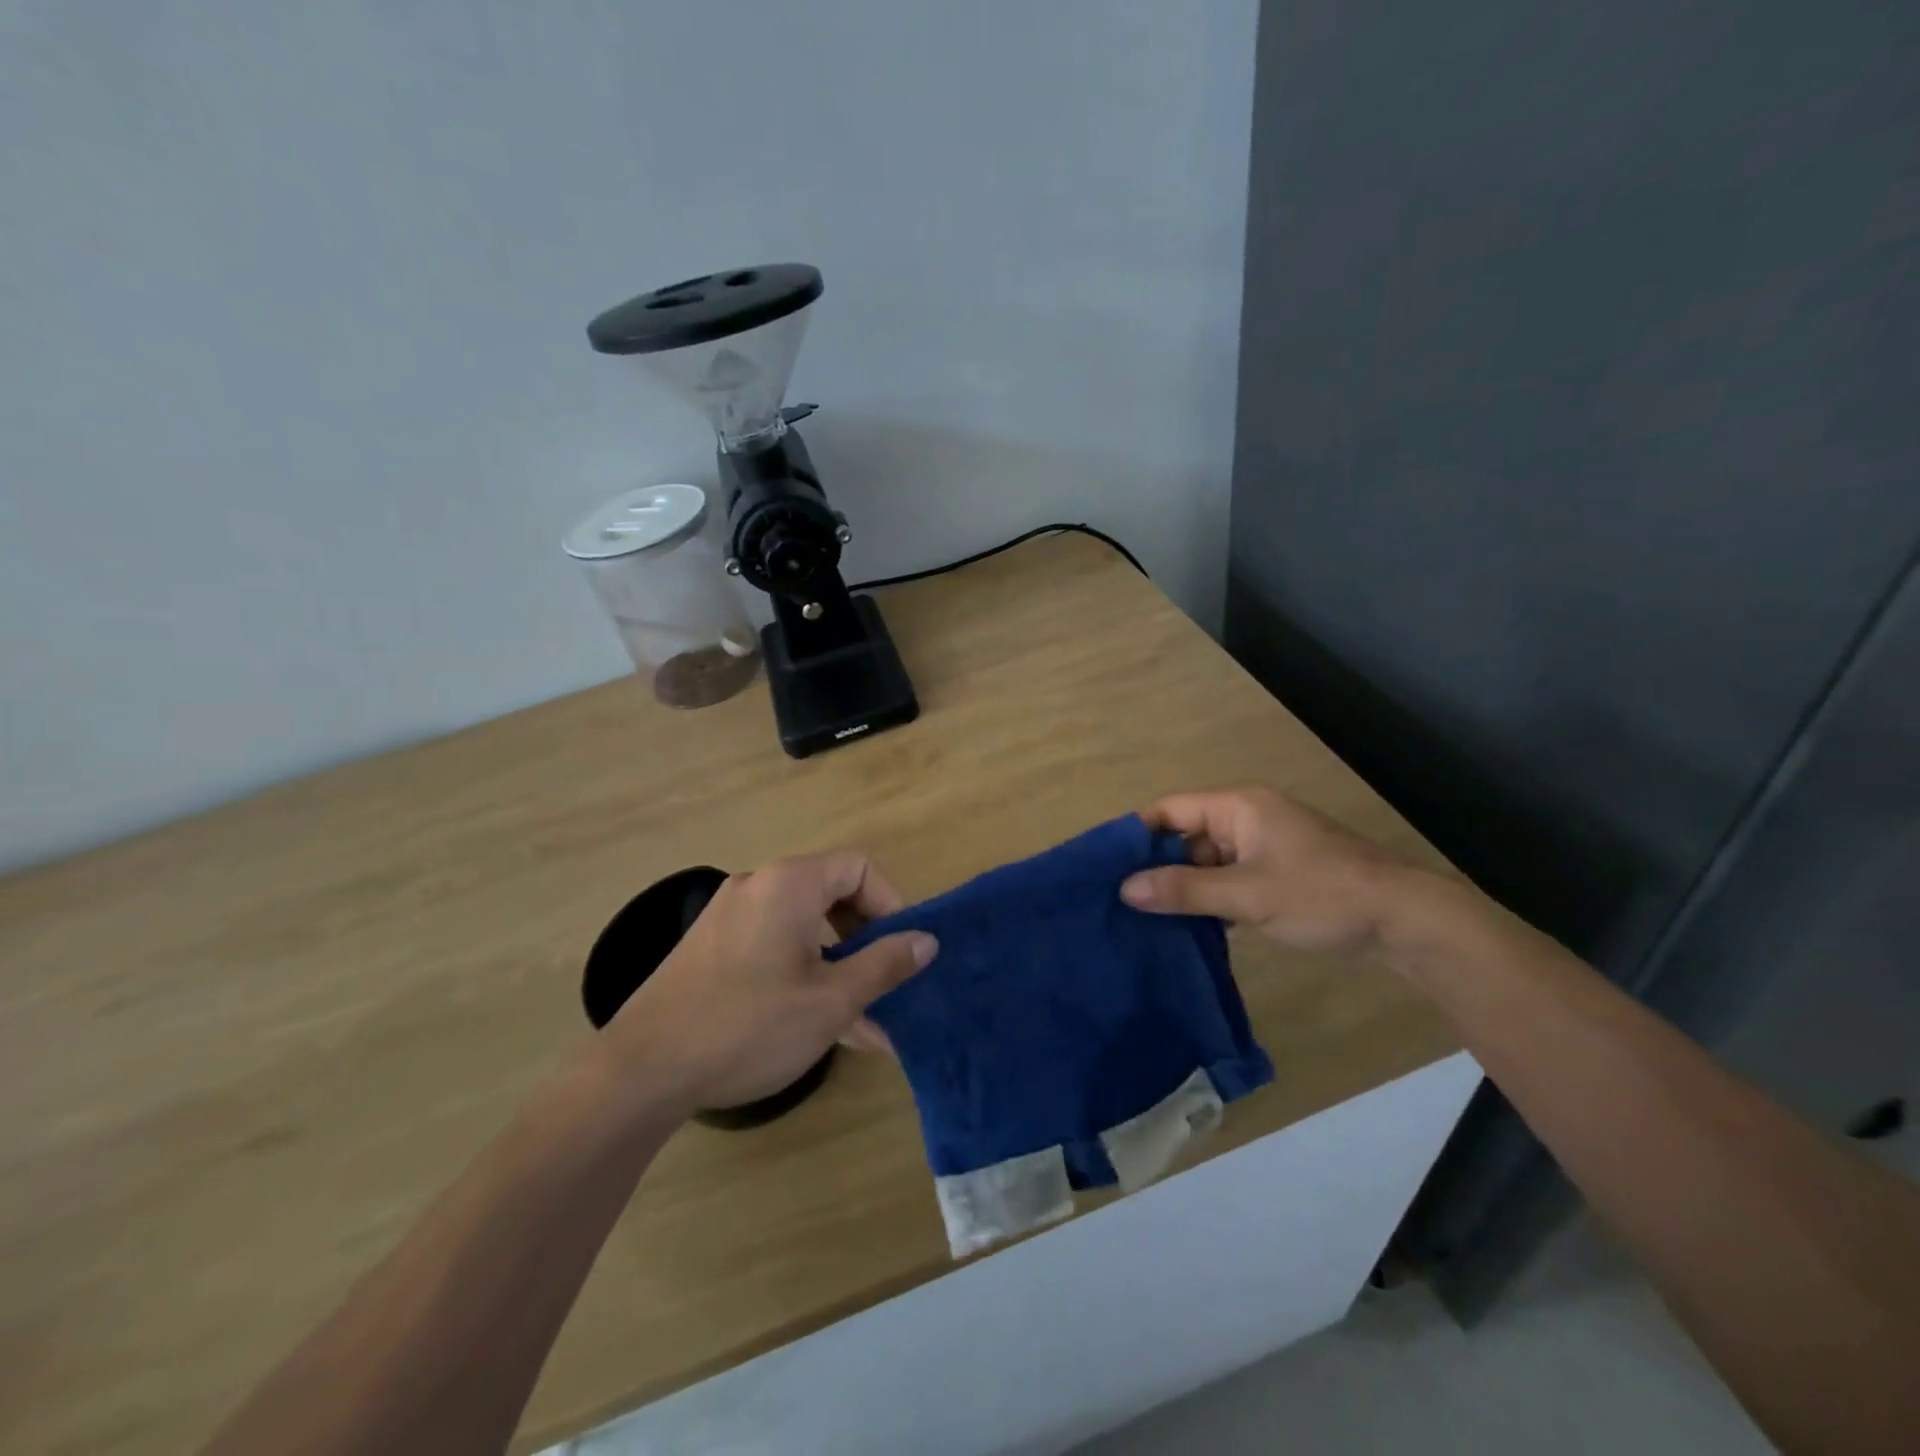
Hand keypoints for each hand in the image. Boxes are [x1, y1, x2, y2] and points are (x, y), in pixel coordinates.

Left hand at [605, 851, 937, 1116]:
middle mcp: (758, 886)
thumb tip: (926, 940)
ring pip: (804, 929)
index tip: (900, 951)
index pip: (858, 867)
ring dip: (838, 967)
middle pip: (832, 894)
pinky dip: (802, 974)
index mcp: (789, 884)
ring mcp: (729, 917)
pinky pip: (773, 948)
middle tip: (884, 985)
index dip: (890, 903)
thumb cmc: (749, 1026)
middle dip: (866, 941)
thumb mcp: (831, 1000)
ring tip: (862, 1022)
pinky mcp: (711, 949)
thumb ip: (885, 964)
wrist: (641, 1071)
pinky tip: (819, 1025)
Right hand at [1120, 787, 1420, 955]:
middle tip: (1121, 901)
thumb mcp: (1248, 895)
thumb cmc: (1322, 894)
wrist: (1405, 922)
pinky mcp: (1277, 875)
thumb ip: (1186, 890)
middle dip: (1157, 867)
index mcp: (1239, 807)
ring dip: (1184, 888)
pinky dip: (1210, 900)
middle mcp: (1247, 819)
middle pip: (1186, 837)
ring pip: (1207, 863)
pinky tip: (1187, 928)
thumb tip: (1126, 889)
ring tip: (1145, 919)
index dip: (1137, 835)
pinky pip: (1229, 881)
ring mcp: (1263, 848)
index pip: (1170, 811)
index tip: (1105, 868)